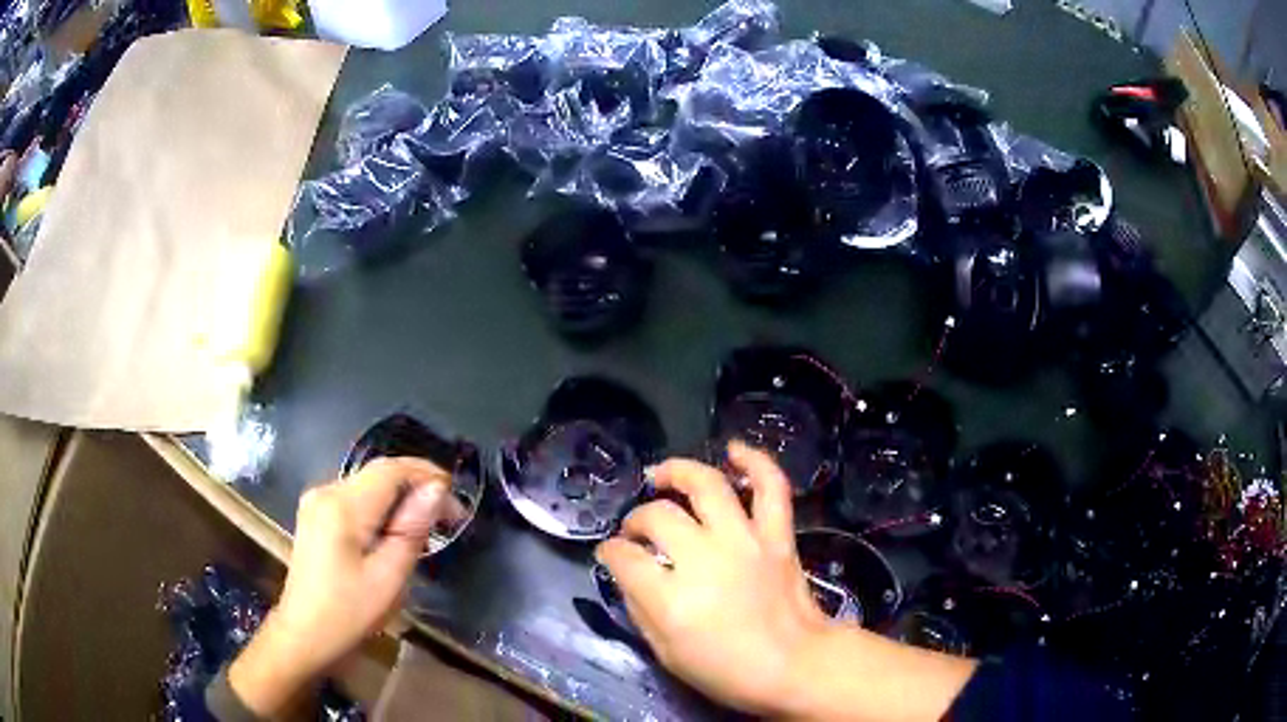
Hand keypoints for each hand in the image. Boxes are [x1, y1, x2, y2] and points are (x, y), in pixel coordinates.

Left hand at [229, 457, 457, 715]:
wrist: (304, 635)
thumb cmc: (349, 613)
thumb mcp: (389, 577)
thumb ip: (412, 529)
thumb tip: (436, 489)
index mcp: (342, 506)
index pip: (391, 470)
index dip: (427, 475)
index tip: (457, 502)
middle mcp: (326, 491)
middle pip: (378, 473)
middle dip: (416, 486)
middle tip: (448, 517)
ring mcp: (316, 502)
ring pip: (368, 484)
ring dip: (400, 497)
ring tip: (427, 526)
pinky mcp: (315, 515)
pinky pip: (355, 498)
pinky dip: (381, 507)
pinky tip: (395, 531)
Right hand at [598, 442, 977, 720]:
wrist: (795, 666)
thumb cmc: (727, 671)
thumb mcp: (666, 654)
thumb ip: (640, 610)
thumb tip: (627, 574)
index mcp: (673, 599)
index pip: (625, 559)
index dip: (610, 553)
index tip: (610, 554)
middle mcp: (705, 559)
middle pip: (659, 517)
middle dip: (636, 519)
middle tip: (636, 530)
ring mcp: (744, 542)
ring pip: (706, 486)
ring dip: (678, 473)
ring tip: (662, 476)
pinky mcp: (776, 536)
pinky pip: (770, 487)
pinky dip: (755, 461)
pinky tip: (734, 450)